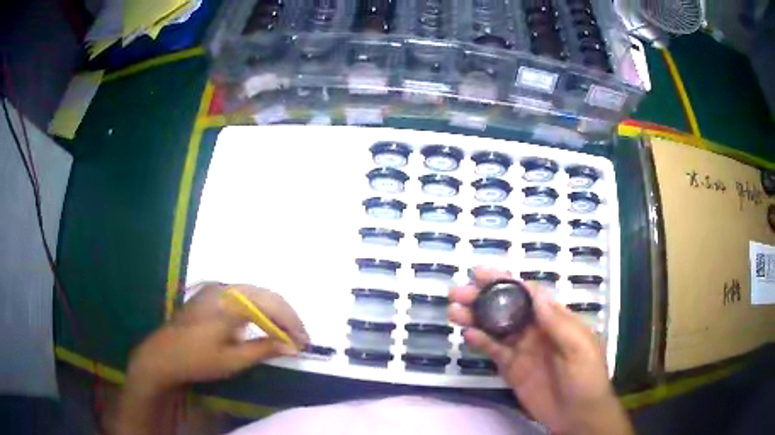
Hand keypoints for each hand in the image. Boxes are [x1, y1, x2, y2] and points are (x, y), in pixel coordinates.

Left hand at [127, 283, 308, 392]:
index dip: (291, 323)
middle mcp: (224, 288)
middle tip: (299, 339)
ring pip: (256, 294)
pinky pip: (244, 297)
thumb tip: (292, 347)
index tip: (304, 343)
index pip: (270, 305)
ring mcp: (216, 289)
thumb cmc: (197, 360)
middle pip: (265, 295)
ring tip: (286, 333)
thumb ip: (264, 349)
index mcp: (228, 301)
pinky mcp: (211, 295)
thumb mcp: (232, 360)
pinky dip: (259, 310)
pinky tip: (264, 325)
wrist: (163, 355)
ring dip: (274, 312)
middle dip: (286, 316)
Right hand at [449, 268, 631, 434]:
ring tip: (454, 310)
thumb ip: (557, 322)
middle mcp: (536, 330)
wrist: (577, 415)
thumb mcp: (579, 347)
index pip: (528, 294)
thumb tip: (535, 293)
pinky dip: (480, 342)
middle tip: (458, 292)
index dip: (505, 281)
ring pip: (496, 328)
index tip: (481, 273)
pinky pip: (494, 352)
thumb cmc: (586, 377)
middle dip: (483, 297)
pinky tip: (468, 335)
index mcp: (555, 319)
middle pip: (507, 308)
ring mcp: (523, 350)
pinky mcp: (512, 369)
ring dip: (476, 317)